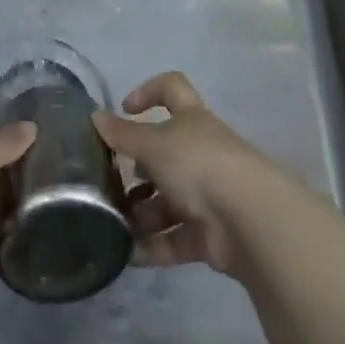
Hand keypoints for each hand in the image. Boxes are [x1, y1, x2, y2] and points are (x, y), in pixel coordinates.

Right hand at [91, 71, 287, 274]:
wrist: (249, 220)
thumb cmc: (198, 164)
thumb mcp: (153, 144)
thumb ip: (122, 134)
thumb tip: (94, 115)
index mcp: (191, 120)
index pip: (172, 89)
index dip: (148, 92)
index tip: (126, 109)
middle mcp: (200, 153)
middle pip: (164, 154)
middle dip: (136, 169)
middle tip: (110, 182)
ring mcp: (207, 194)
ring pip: (167, 200)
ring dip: (141, 212)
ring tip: (114, 223)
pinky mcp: (209, 234)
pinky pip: (174, 238)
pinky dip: (152, 246)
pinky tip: (127, 254)